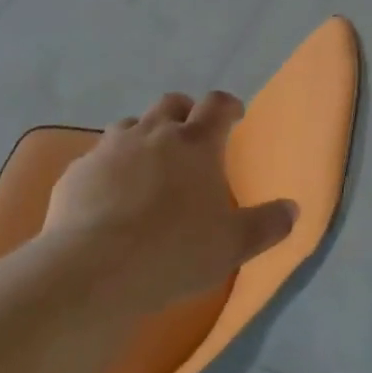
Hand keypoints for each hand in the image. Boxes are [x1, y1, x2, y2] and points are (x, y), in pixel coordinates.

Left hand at [44, 91, 296, 314]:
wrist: (95, 269)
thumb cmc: (175, 251)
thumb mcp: (234, 245)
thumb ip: (268, 224)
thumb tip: (293, 209)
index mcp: (196, 143)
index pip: (217, 105)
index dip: (229, 106)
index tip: (235, 116)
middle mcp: (154, 133)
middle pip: (172, 103)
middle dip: (185, 112)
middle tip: (191, 136)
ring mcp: (110, 148)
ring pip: (131, 125)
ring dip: (144, 135)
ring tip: (148, 164)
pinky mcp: (78, 170)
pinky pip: (98, 157)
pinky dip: (109, 166)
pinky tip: (109, 195)